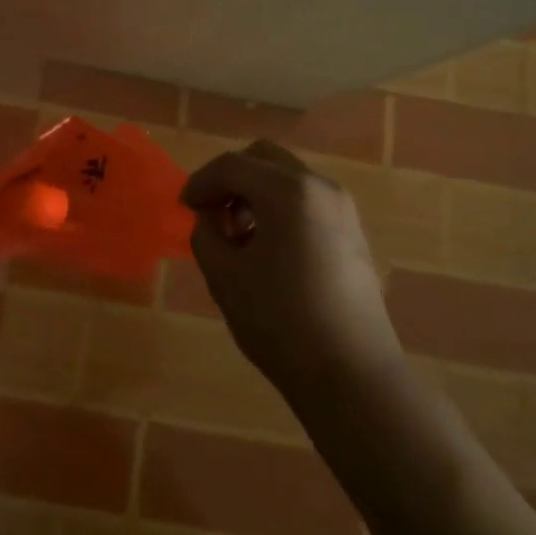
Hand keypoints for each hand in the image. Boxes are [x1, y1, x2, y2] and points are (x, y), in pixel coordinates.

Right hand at [182, 140, 399, 396]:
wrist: (352, 376)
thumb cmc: (280, 323)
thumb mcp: (225, 277)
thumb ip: (205, 234)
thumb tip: (210, 218)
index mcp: (287, 191)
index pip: (231, 166)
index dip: (201, 182)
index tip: (183, 207)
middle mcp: (319, 186)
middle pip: (263, 158)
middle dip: (231, 179)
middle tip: (211, 213)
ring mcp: (342, 207)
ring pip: (287, 177)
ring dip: (255, 192)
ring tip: (238, 236)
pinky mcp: (352, 231)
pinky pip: (307, 199)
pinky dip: (280, 207)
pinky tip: (268, 248)